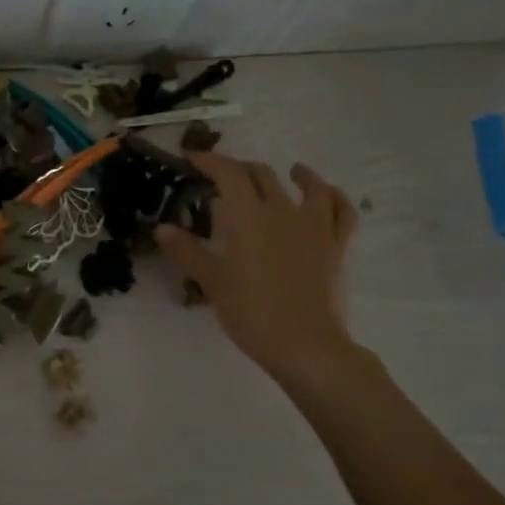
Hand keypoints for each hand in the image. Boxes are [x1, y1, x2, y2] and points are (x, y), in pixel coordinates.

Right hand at [155, 154, 358, 391]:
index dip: (209, 161)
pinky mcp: (337, 246)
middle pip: (262, 175)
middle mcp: (284, 211)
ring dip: (297, 174)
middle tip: (221, 176)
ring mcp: (316, 226)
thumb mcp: (211, 282)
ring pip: (309, 186)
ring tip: (290, 171)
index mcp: (250, 216)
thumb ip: (187, 251)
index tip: (191, 158)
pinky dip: (334, 197)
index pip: (228, 174)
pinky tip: (326, 195)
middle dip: (239, 168)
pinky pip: (342, 212)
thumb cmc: (252, 312)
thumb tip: (162, 228)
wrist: (305, 345)